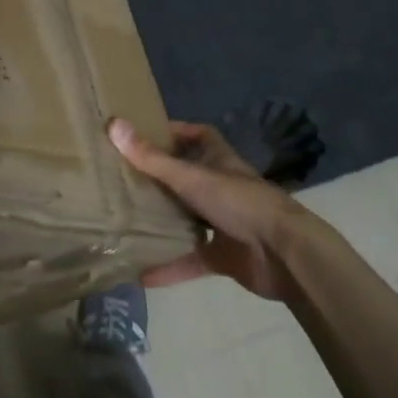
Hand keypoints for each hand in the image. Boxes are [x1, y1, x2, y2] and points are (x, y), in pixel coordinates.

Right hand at [108, 118, 311, 300]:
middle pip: (188, 177)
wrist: (284, 254)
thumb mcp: (191, 177)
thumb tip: (113, 124)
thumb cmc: (239, 203)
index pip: (198, 135)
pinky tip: (142, 273)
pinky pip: (191, 259)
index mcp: (219, 161)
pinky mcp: (224, 256)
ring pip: (188, 217)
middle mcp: (221, 187)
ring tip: (125, 220)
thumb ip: (151, 158)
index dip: (175, 132)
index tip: (143, 135)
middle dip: (160, 178)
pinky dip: (170, 266)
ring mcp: (224, 223)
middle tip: (122, 178)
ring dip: (164, 220)